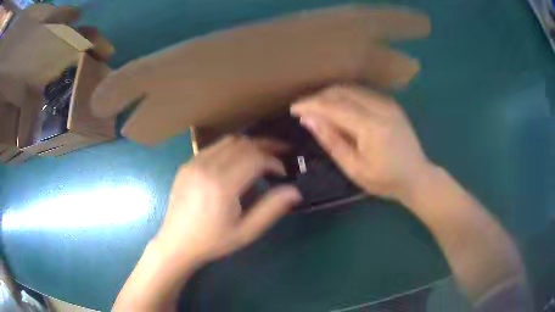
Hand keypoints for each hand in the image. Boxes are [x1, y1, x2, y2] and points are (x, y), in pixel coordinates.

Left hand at [153, 136, 301, 269]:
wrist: (177, 243)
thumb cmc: (213, 242)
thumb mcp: (246, 232)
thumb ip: (271, 209)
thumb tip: (295, 191)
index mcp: (222, 185)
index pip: (255, 159)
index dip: (274, 161)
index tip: (282, 173)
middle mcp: (207, 167)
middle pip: (243, 144)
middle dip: (266, 146)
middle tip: (281, 154)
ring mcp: (194, 163)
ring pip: (228, 141)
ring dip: (249, 145)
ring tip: (262, 155)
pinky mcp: (187, 164)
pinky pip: (213, 147)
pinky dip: (231, 148)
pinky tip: (237, 161)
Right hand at [291, 85, 433, 201]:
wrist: (418, 177)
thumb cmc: (386, 180)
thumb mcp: (355, 169)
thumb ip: (332, 142)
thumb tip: (309, 119)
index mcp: (371, 126)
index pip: (334, 107)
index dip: (311, 105)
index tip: (293, 108)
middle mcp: (380, 107)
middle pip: (342, 92)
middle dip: (319, 97)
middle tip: (304, 109)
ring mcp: (388, 103)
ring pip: (351, 89)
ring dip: (331, 95)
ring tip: (317, 108)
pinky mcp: (391, 104)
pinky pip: (362, 93)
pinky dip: (345, 97)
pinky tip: (338, 108)